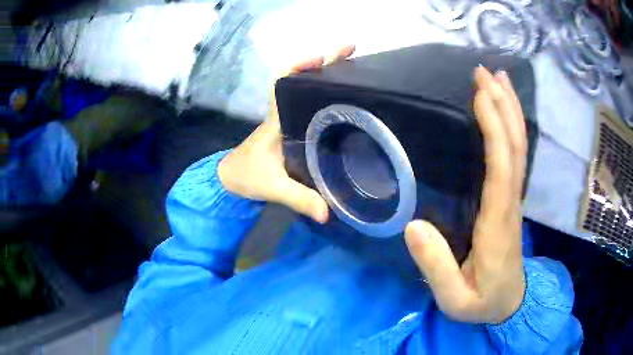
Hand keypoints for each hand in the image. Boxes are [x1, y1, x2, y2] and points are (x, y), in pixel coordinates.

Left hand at [218, 45, 355, 223]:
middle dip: (326, 64)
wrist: (230, 180)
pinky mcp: (290, 130)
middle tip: (354, 55)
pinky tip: (344, 103)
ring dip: (327, 78)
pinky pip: (308, 107)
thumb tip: (329, 213)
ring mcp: (287, 121)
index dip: (302, 65)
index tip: (325, 57)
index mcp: (276, 119)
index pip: (283, 82)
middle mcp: (283, 114)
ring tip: (357, 73)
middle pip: (302, 79)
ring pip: (306, 91)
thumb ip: (299, 199)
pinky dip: (324, 98)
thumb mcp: (273, 187)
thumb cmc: (246, 176)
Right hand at [405, 67, 526, 323]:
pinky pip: (516, 156)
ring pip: (519, 147)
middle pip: (515, 147)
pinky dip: (511, 128)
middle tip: (485, 72)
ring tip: (498, 78)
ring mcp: (514, 199)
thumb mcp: (454, 299)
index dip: (494, 128)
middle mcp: (511, 203)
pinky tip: (504, 112)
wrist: (510, 305)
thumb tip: (413, 226)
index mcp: (497, 224)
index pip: (501, 168)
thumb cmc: (482, 302)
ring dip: (510, 110)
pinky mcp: (511, 199)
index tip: (479, 94)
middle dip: (503, 105)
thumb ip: (435, 268)